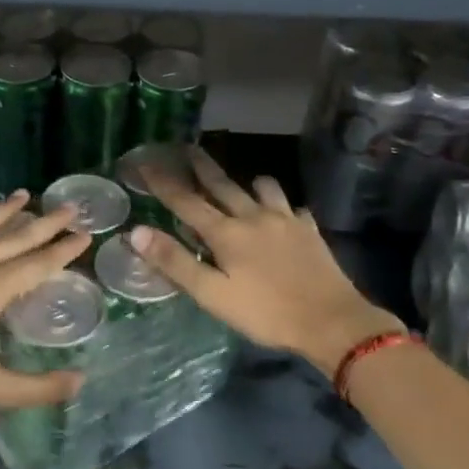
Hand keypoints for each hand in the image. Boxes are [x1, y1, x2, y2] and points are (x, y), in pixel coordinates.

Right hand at [133, 149, 403, 379]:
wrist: (331, 320)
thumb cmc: (265, 313)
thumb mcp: (212, 295)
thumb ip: (175, 262)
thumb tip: (137, 231)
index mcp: (226, 233)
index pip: (185, 201)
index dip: (162, 181)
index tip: (144, 162)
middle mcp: (253, 216)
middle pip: (222, 184)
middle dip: (202, 166)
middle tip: (188, 147)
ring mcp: (285, 220)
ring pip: (263, 188)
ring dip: (248, 182)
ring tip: (244, 181)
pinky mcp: (309, 230)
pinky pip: (292, 207)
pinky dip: (282, 206)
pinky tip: (285, 214)